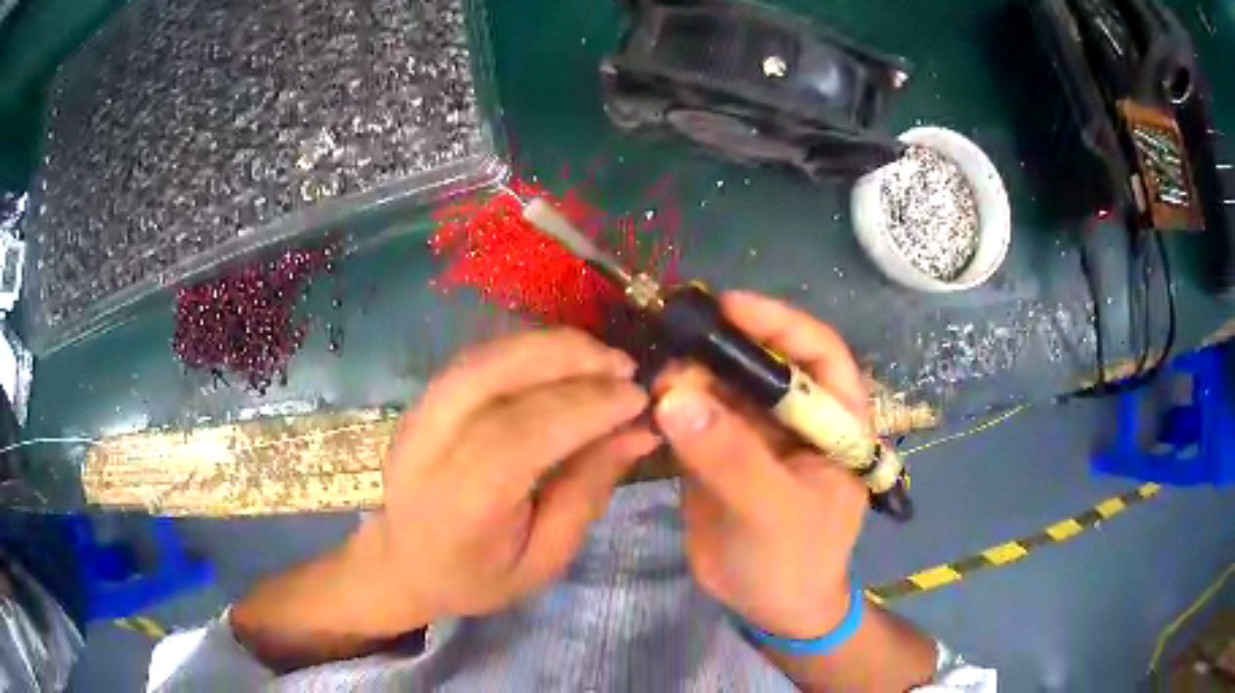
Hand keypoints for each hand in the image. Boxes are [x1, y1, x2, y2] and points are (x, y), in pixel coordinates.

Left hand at [360, 328, 658, 629]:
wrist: (402, 564)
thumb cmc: (476, 576)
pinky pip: (476, 360)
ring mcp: (417, 416)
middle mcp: (431, 446)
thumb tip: (638, 433)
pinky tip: (559, 359)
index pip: (523, 434)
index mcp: (463, 502)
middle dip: (568, 360)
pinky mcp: (420, 401)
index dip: (585, 407)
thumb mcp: (544, 558)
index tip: (637, 398)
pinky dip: (524, 350)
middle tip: (624, 366)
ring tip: (599, 358)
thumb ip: (587, 492)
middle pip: (495, 377)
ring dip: (548, 347)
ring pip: (484, 358)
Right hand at [654, 291, 869, 638]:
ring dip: (689, 374)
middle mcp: (795, 416)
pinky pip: (693, 416)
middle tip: (673, 337)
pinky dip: (671, 405)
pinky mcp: (717, 451)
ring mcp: (754, 432)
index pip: (818, 353)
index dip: (779, 322)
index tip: (729, 306)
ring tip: (654, 374)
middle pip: (761, 361)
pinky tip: (647, 399)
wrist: (767, 607)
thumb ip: (731, 457)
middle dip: (720, 347)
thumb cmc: (796, 559)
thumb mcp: (774, 510)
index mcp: (836, 420)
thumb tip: (674, 395)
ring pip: (722, 386)